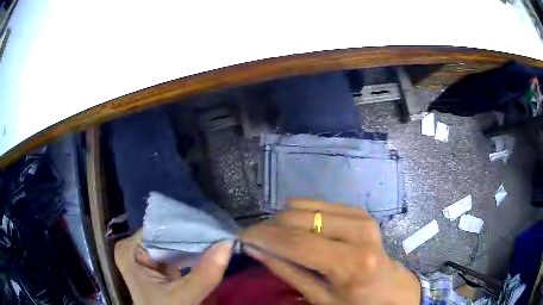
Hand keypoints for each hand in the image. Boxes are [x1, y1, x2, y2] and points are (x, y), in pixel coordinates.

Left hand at [114, 230, 232, 304]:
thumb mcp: (182, 297)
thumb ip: (204, 274)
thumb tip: (229, 243)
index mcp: (130, 249)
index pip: (158, 227)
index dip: (184, 224)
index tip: (210, 221)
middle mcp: (135, 248)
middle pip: (165, 234)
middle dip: (190, 234)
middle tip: (217, 228)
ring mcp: (146, 257)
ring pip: (172, 244)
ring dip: (193, 244)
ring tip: (216, 235)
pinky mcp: (158, 266)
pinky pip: (176, 254)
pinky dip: (191, 254)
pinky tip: (208, 249)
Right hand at [242, 199, 420, 304]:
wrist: (390, 288)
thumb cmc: (356, 301)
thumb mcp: (320, 297)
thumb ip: (287, 271)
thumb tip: (255, 248)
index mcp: (352, 263)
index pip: (298, 243)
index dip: (265, 237)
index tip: (241, 236)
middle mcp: (359, 232)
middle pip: (299, 219)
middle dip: (270, 227)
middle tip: (255, 238)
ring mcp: (362, 217)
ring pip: (306, 206)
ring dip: (283, 219)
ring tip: (274, 235)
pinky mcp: (360, 211)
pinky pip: (318, 203)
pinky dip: (300, 213)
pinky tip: (296, 228)